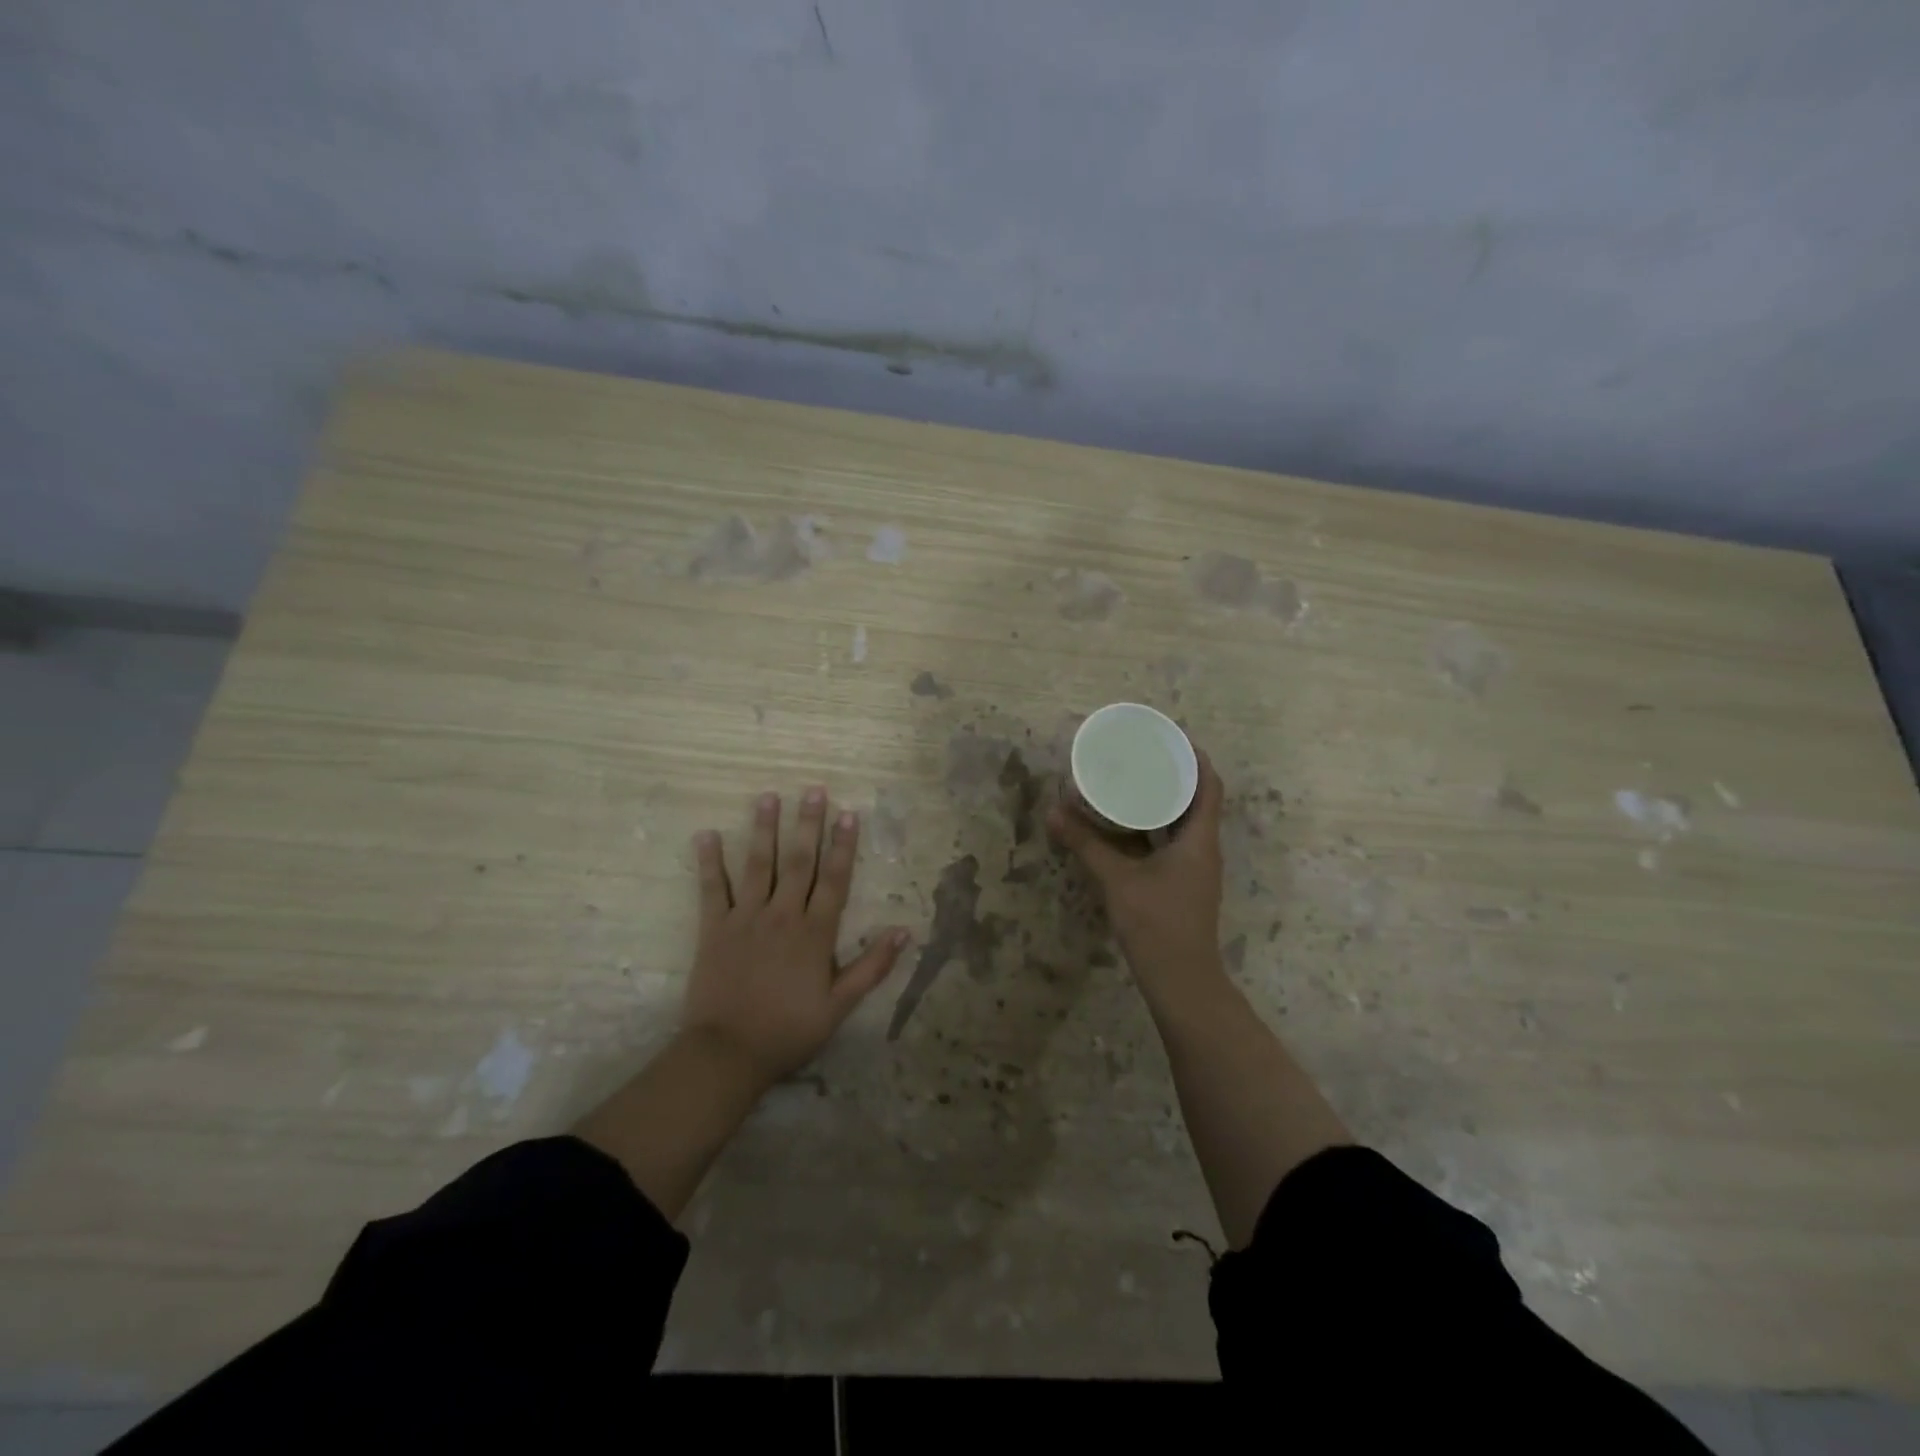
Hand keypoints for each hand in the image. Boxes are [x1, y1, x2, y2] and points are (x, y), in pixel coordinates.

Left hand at [683, 787, 908, 1091]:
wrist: (728, 1053)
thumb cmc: (789, 1030)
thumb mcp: (839, 1006)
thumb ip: (872, 967)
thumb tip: (904, 931)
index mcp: (814, 933)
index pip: (834, 880)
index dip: (843, 845)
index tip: (849, 813)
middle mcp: (782, 915)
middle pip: (798, 862)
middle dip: (808, 824)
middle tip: (813, 790)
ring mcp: (746, 918)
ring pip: (758, 865)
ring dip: (764, 829)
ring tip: (768, 797)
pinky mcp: (713, 928)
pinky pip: (712, 889)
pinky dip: (709, 861)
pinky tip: (708, 834)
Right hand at [1047, 753, 1227, 1002]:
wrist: (1180, 979)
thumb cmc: (1156, 923)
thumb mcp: (1117, 879)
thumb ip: (1085, 844)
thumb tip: (1053, 811)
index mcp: (1199, 839)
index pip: (1209, 785)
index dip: (1195, 758)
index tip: (1171, 738)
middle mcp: (1204, 848)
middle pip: (1198, 800)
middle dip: (1174, 776)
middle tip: (1143, 755)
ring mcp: (1195, 868)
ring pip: (1185, 823)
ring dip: (1165, 802)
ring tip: (1134, 781)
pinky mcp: (1183, 884)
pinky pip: (1173, 842)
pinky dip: (1155, 827)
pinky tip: (1129, 825)